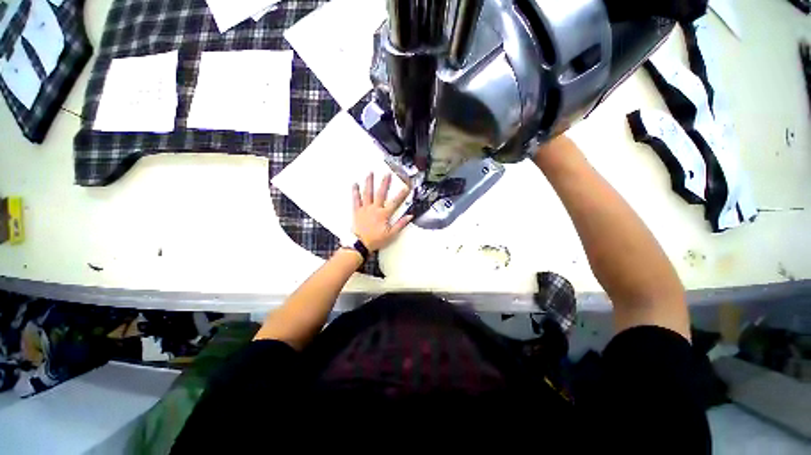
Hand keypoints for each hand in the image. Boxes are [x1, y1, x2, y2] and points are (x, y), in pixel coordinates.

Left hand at [352, 173, 412, 251]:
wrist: (360, 244)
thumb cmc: (375, 240)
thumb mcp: (391, 235)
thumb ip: (400, 224)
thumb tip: (409, 216)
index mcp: (383, 214)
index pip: (395, 202)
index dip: (401, 194)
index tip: (406, 187)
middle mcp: (374, 209)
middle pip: (381, 193)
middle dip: (385, 183)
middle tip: (387, 174)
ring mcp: (365, 209)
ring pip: (367, 193)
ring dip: (369, 183)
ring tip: (370, 173)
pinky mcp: (357, 211)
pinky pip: (356, 199)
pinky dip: (355, 191)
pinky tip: (355, 184)